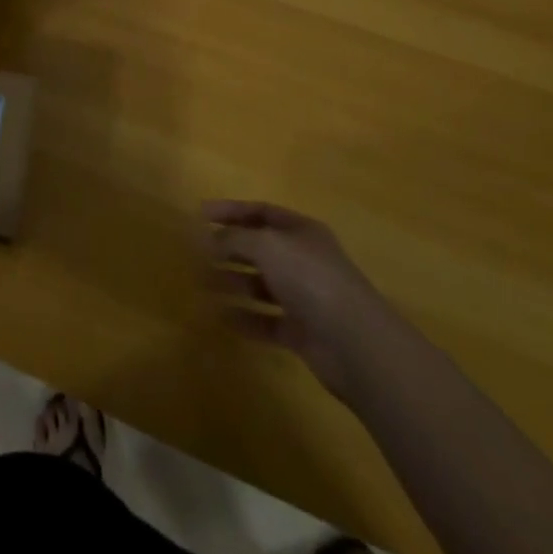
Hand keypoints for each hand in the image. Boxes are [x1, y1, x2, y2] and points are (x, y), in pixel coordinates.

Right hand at [201, 200, 390, 401]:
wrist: (355, 342)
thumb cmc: (310, 278)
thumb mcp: (266, 245)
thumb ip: (235, 238)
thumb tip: (209, 240)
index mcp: (300, 231)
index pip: (261, 212)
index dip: (230, 211)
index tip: (200, 215)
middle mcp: (303, 260)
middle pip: (260, 248)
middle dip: (228, 249)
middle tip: (197, 253)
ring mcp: (304, 297)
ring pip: (261, 285)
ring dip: (232, 283)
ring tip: (202, 285)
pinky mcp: (302, 332)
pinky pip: (267, 320)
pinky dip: (245, 318)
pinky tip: (222, 317)